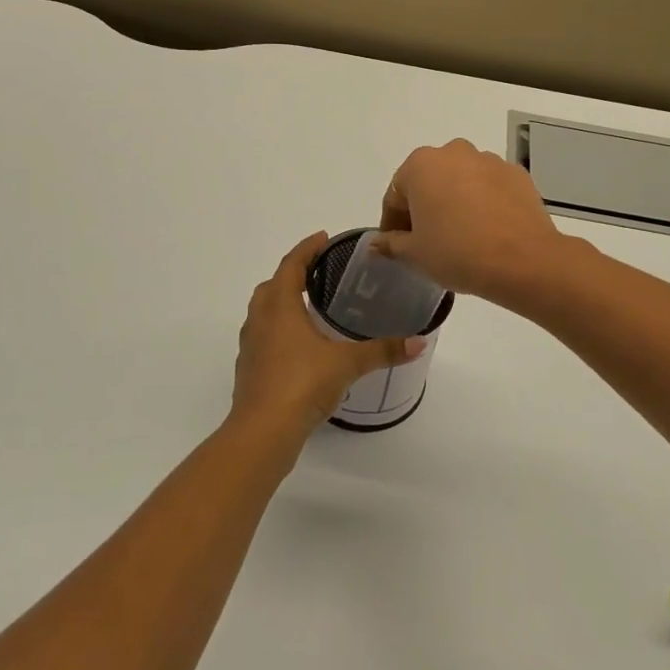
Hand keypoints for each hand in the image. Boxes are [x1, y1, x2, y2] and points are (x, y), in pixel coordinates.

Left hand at [229, 232, 423, 445]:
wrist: (262, 432)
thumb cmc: (301, 384)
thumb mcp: (347, 363)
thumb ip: (383, 350)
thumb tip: (420, 341)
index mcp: (279, 307)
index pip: (291, 265)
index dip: (307, 249)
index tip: (323, 238)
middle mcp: (260, 320)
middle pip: (272, 286)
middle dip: (293, 274)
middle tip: (318, 272)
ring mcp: (250, 346)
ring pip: (263, 312)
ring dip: (282, 302)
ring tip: (309, 306)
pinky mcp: (249, 370)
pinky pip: (263, 337)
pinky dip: (279, 330)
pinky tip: (299, 346)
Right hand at [375, 139, 564, 302]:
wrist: (522, 260)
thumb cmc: (457, 252)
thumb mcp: (415, 254)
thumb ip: (391, 244)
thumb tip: (377, 243)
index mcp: (421, 165)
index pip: (396, 194)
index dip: (392, 223)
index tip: (396, 246)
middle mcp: (454, 152)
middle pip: (429, 181)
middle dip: (424, 207)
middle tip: (427, 241)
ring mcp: (490, 160)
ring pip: (461, 181)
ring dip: (455, 202)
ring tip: (460, 237)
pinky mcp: (517, 175)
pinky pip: (490, 188)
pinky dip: (483, 204)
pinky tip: (487, 231)